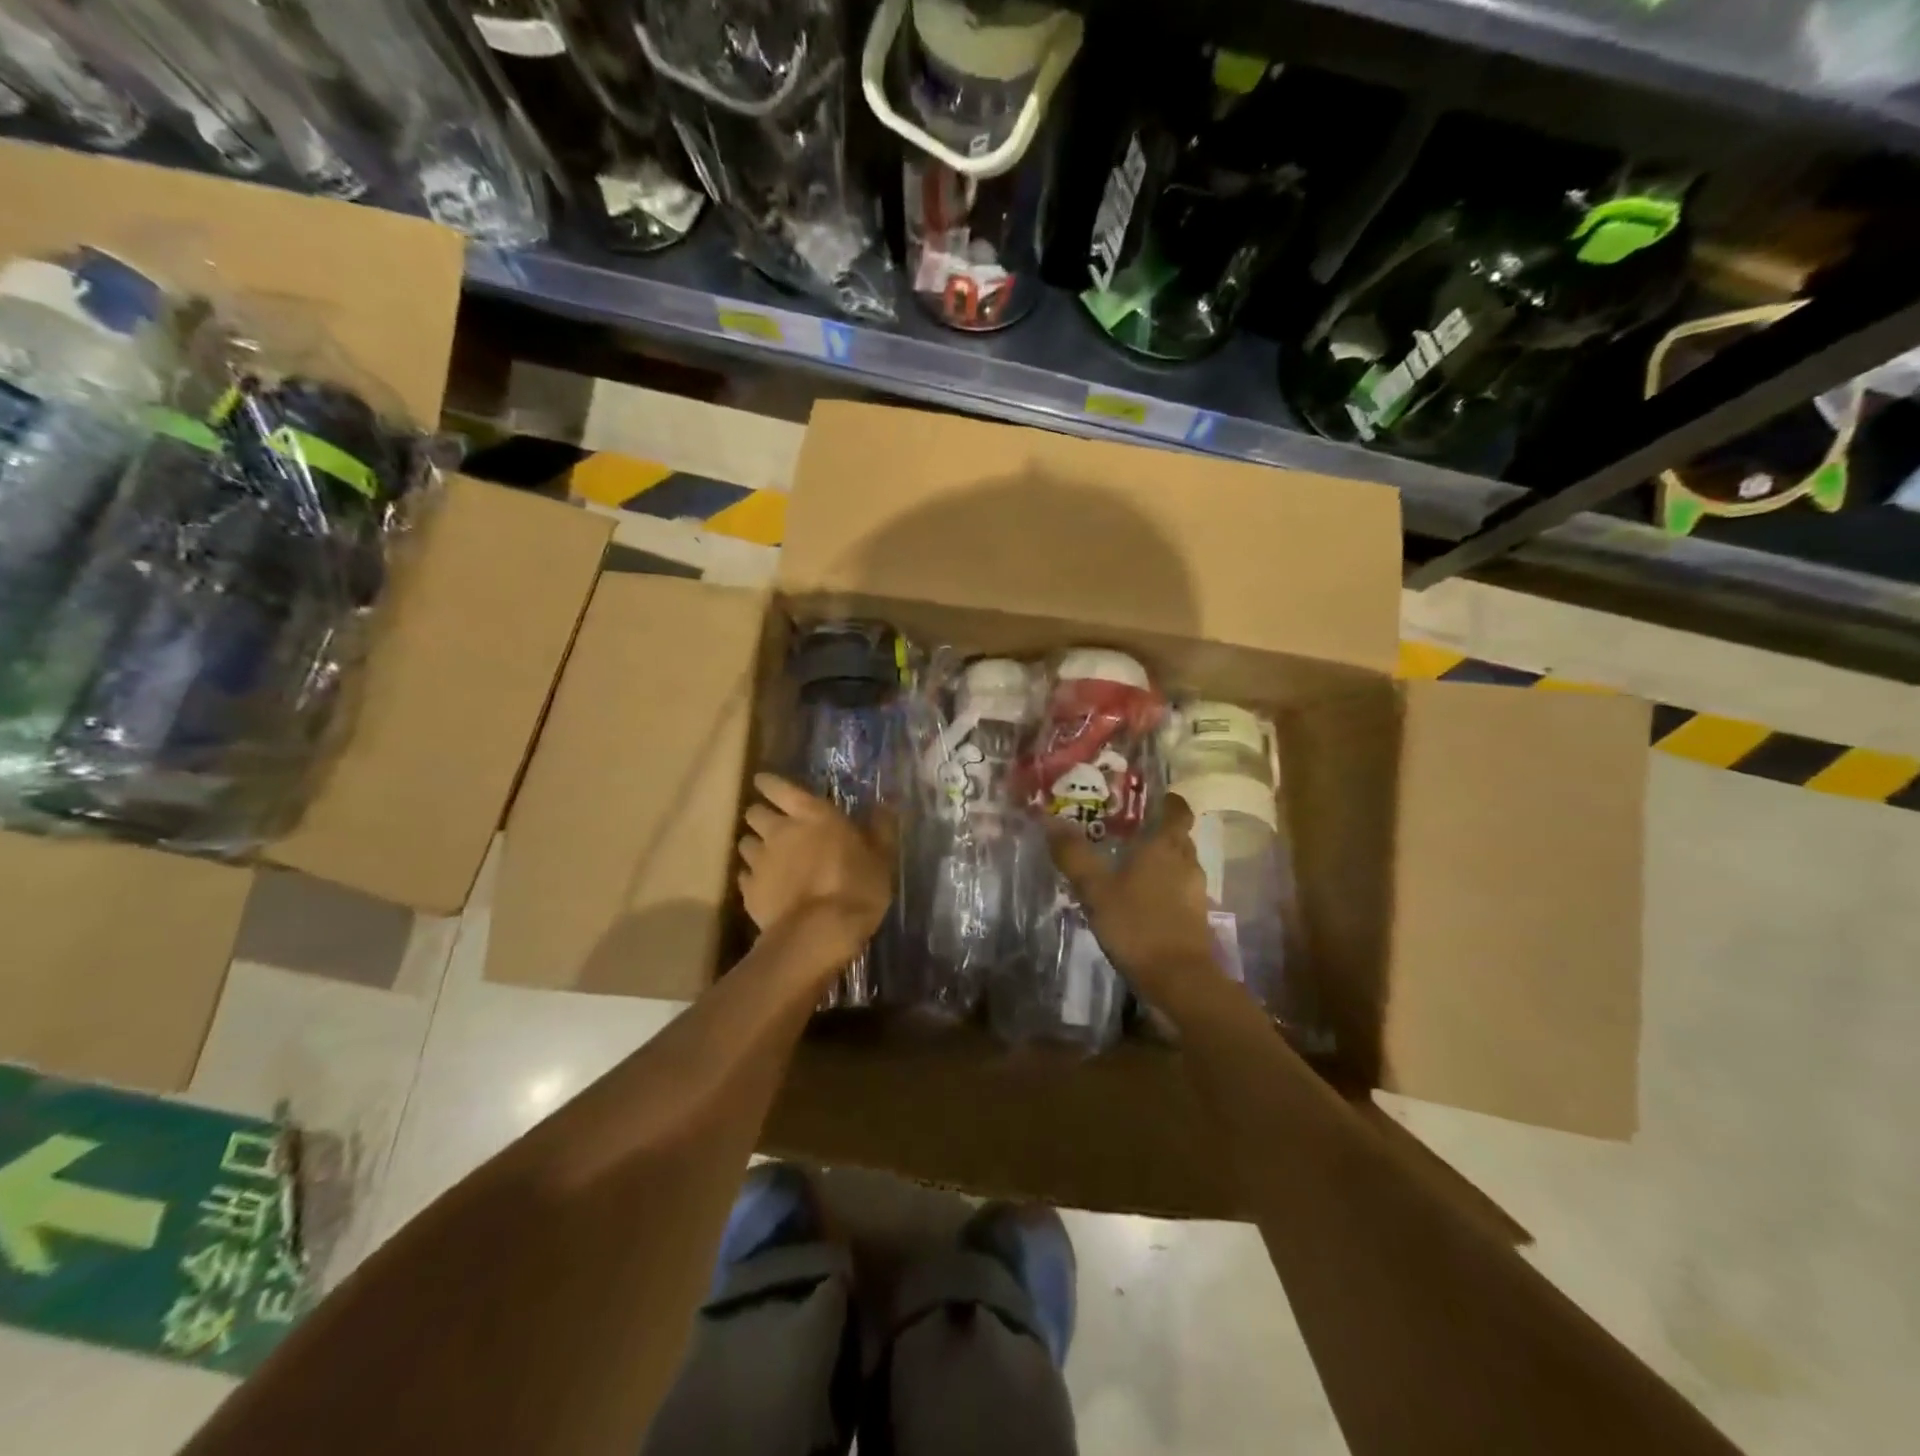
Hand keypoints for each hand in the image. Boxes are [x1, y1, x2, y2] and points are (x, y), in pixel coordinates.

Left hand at [738, 774, 896, 973]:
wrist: (820, 933)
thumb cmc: (857, 887)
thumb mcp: (881, 856)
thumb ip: (880, 827)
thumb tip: (886, 802)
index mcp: (811, 815)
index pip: (778, 787)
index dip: (769, 784)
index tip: (765, 783)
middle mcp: (779, 831)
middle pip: (754, 813)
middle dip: (761, 815)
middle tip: (774, 825)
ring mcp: (760, 861)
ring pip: (745, 843)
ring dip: (755, 846)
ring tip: (768, 858)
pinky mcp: (748, 891)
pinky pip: (744, 876)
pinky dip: (753, 877)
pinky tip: (765, 887)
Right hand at [1048, 796, 1217, 994]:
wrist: (1179, 980)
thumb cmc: (1137, 925)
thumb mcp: (1096, 889)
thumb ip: (1074, 855)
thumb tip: (1050, 819)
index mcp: (1166, 846)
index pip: (1177, 810)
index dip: (1167, 801)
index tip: (1148, 799)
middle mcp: (1186, 862)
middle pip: (1177, 837)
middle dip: (1156, 832)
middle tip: (1125, 831)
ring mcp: (1195, 893)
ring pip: (1178, 865)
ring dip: (1159, 863)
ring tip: (1127, 867)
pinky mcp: (1196, 919)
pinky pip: (1179, 891)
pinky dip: (1163, 889)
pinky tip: (1139, 901)